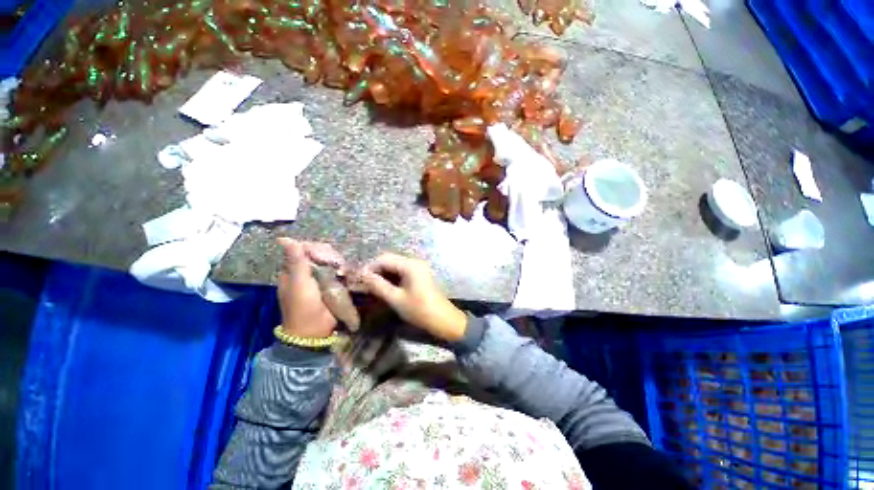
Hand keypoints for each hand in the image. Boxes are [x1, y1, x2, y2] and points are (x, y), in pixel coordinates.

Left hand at [277, 238, 343, 338]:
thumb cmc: (303, 306)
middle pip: (317, 256)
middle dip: (328, 257)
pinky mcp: (330, 287)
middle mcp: (305, 274)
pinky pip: (336, 274)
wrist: (315, 331)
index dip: (315, 248)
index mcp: (292, 272)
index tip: (325, 253)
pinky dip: (341, 272)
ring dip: (336, 264)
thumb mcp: (299, 282)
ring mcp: (318, 281)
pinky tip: (347, 273)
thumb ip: (296, 261)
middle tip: (337, 263)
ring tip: (343, 269)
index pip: (303, 250)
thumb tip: (284, 238)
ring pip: (328, 264)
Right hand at [360, 253, 467, 341]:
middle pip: (389, 260)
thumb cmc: (419, 310)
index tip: (358, 279)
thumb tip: (362, 275)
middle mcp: (414, 262)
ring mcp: (417, 268)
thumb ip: (378, 285)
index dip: (369, 267)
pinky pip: (401, 272)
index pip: (384, 258)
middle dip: (375, 270)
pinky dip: (391, 278)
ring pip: (394, 266)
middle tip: (363, 284)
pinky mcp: (419, 275)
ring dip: (382, 274)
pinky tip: (384, 288)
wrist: (443, 320)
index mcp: (409, 265)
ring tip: (370, 287)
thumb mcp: (396, 299)